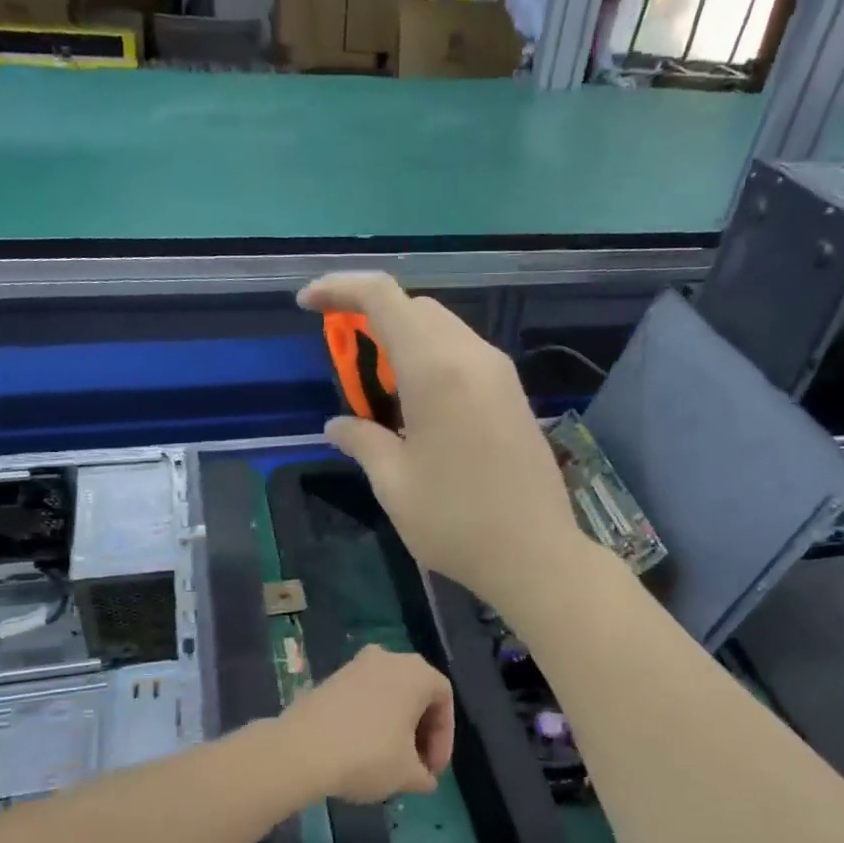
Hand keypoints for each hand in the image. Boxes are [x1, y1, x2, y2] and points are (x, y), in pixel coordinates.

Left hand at [280, 646, 453, 802]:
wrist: (302, 749)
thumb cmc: (368, 755)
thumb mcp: (407, 774)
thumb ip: (424, 775)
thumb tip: (425, 779)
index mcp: (417, 672)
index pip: (444, 700)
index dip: (444, 738)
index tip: (432, 771)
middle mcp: (389, 658)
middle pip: (417, 693)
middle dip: (420, 732)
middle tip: (415, 766)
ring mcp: (356, 664)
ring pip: (388, 694)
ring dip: (395, 725)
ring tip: (389, 761)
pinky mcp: (331, 677)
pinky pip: (363, 696)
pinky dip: (371, 718)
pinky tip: (361, 749)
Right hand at [298, 272, 590, 617]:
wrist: (535, 554)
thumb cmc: (455, 522)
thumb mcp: (394, 484)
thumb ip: (362, 441)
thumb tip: (336, 425)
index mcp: (435, 370)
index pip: (383, 298)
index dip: (340, 288)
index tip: (308, 304)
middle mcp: (472, 357)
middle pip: (416, 307)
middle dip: (372, 317)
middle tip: (345, 360)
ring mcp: (500, 373)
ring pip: (443, 328)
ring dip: (404, 340)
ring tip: (380, 388)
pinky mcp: (514, 394)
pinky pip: (464, 354)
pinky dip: (432, 359)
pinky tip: (418, 405)